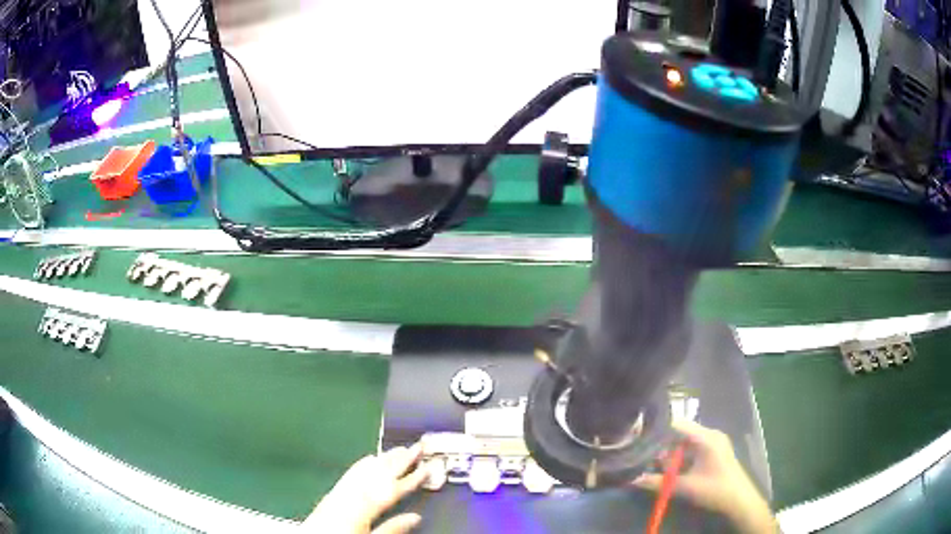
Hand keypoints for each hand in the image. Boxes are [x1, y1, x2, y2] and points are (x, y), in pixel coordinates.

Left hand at [300, 443, 428, 533]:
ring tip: (399, 448)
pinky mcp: (332, 492)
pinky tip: (368, 459)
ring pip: (366, 470)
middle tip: (418, 445)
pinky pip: (350, 473)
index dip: (413, 478)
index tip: (429, 466)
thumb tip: (415, 517)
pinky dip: (362, 464)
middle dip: (400, 460)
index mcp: (364, 507)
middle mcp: (352, 494)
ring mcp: (341, 491)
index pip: (394, 489)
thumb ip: (392, 528)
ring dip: (384, 459)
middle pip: (380, 474)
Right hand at [634, 420, 778, 533]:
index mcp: (705, 437)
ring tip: (654, 466)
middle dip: (662, 446)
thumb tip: (632, 479)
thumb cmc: (713, 489)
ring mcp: (714, 443)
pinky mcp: (715, 452)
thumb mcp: (683, 487)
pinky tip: (671, 470)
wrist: (739, 500)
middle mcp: (710, 435)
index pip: (677, 424)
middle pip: (681, 433)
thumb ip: (657, 482)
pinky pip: (693, 449)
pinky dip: (681, 458)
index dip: (658, 429)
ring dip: (671, 454)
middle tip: (645, 458)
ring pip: (686, 442)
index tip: (639, 437)